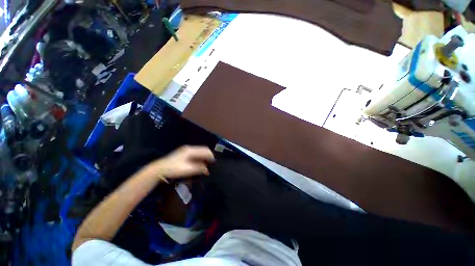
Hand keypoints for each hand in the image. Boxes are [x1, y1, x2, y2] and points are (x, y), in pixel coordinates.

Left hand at [149, 146, 214, 178]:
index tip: (214, 162)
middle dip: (208, 156)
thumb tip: (207, 170)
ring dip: (203, 157)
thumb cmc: (174, 169)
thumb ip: (199, 168)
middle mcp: (189, 148)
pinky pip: (195, 154)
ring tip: (206, 164)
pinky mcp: (183, 154)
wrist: (159, 169)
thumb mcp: (188, 169)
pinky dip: (199, 158)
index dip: (211, 156)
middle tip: (211, 164)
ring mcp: (186, 150)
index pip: (205, 150)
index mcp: (191, 150)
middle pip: (202, 150)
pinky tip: (199, 163)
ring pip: (199, 152)